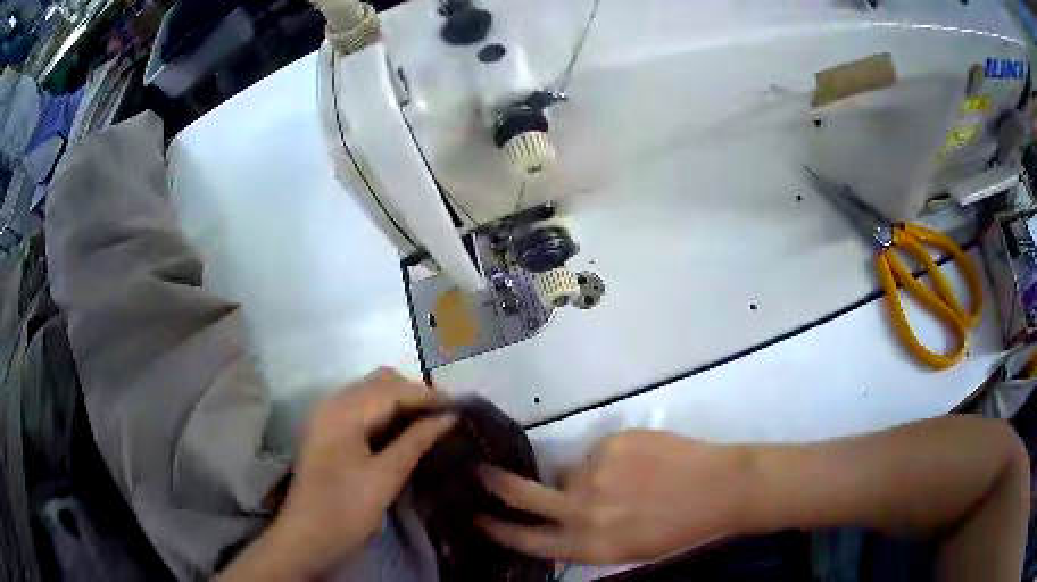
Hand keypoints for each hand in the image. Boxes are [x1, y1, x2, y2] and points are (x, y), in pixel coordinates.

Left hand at [225, 368, 454, 579]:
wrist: (307, 538)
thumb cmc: (346, 510)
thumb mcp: (385, 477)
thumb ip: (416, 441)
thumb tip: (449, 416)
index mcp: (343, 411)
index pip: (393, 389)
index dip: (429, 395)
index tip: (462, 407)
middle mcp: (332, 404)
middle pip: (380, 383)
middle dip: (415, 395)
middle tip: (446, 417)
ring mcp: (327, 417)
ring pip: (371, 394)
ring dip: (402, 403)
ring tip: (432, 424)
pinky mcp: (328, 432)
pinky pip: (362, 410)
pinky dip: (386, 415)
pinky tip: (405, 433)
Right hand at [477, 430, 752, 563]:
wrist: (720, 488)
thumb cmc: (677, 529)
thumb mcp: (625, 549)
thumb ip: (585, 536)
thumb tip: (560, 513)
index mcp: (589, 545)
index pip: (528, 541)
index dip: (498, 530)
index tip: (478, 517)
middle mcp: (583, 511)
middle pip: (522, 495)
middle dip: (496, 483)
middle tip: (481, 470)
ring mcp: (595, 472)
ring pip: (568, 469)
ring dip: (582, 475)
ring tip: (624, 478)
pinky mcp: (612, 443)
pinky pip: (596, 452)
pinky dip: (610, 459)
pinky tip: (641, 463)